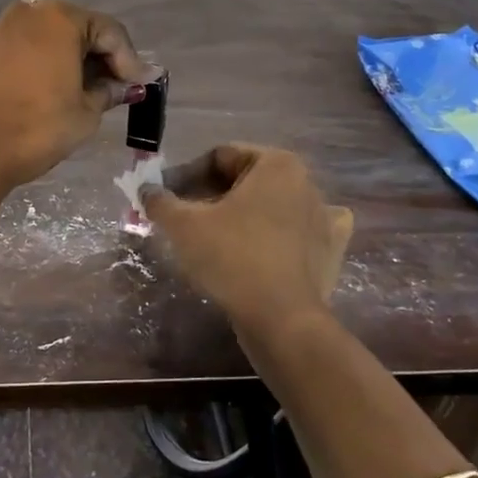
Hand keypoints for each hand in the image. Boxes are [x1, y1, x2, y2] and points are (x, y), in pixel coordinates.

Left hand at [0, 0, 154, 194]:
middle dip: (93, 52)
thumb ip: (108, 91)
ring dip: (54, 45)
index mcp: (62, 19)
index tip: (136, 86)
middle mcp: (27, 11)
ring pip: (33, 26)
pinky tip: (2, 29)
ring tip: (68, 74)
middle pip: (72, 25)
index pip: (109, 32)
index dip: (128, 59)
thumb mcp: (85, 114)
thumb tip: (125, 85)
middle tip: (107, 83)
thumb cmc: (37, 129)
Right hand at [142, 144, 354, 331]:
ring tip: (213, 237)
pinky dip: (284, 234)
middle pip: (245, 180)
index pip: (219, 158)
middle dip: (210, 195)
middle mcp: (306, 182)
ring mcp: (324, 217)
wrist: (282, 320)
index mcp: (276, 164)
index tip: (164, 198)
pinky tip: (270, 243)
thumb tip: (146, 190)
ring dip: (242, 214)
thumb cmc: (232, 258)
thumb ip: (160, 201)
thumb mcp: (183, 225)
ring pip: (270, 206)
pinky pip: (300, 232)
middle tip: (181, 218)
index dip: (185, 175)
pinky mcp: (330, 251)